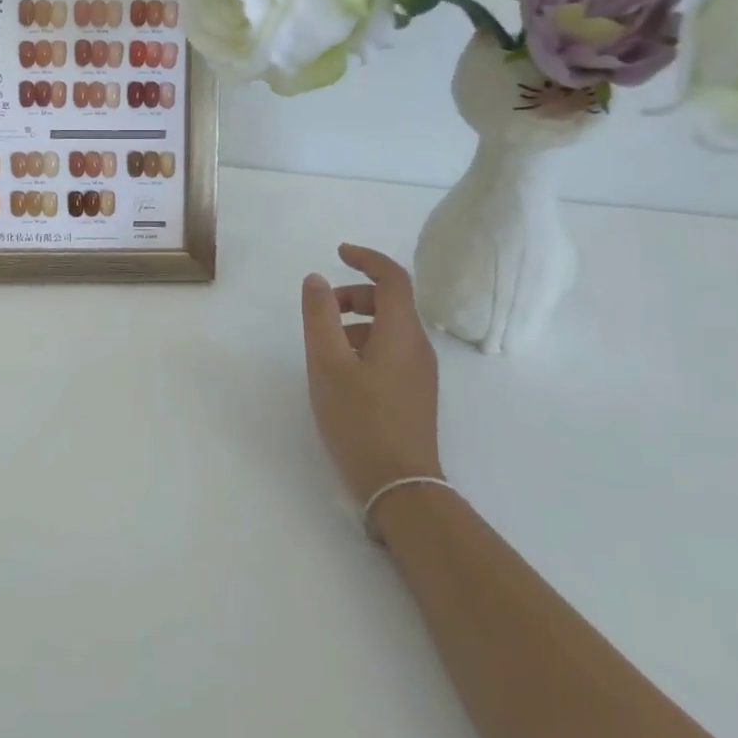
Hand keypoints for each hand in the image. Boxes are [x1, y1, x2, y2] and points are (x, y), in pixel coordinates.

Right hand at [300, 243, 441, 504]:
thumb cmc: (360, 419)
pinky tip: (341, 373)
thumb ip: (319, 316)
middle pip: (391, 301)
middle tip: (322, 310)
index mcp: (401, 332)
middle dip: (355, 295)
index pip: (393, 277)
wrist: (399, 485)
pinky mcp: (415, 392)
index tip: (338, 252)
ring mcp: (420, 372)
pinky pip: (391, 351)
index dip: (366, 258)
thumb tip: (316, 279)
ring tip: (324, 348)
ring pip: (389, 328)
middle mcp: (418, 346)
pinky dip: (365, 345)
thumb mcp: (327, 363)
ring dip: (356, 322)